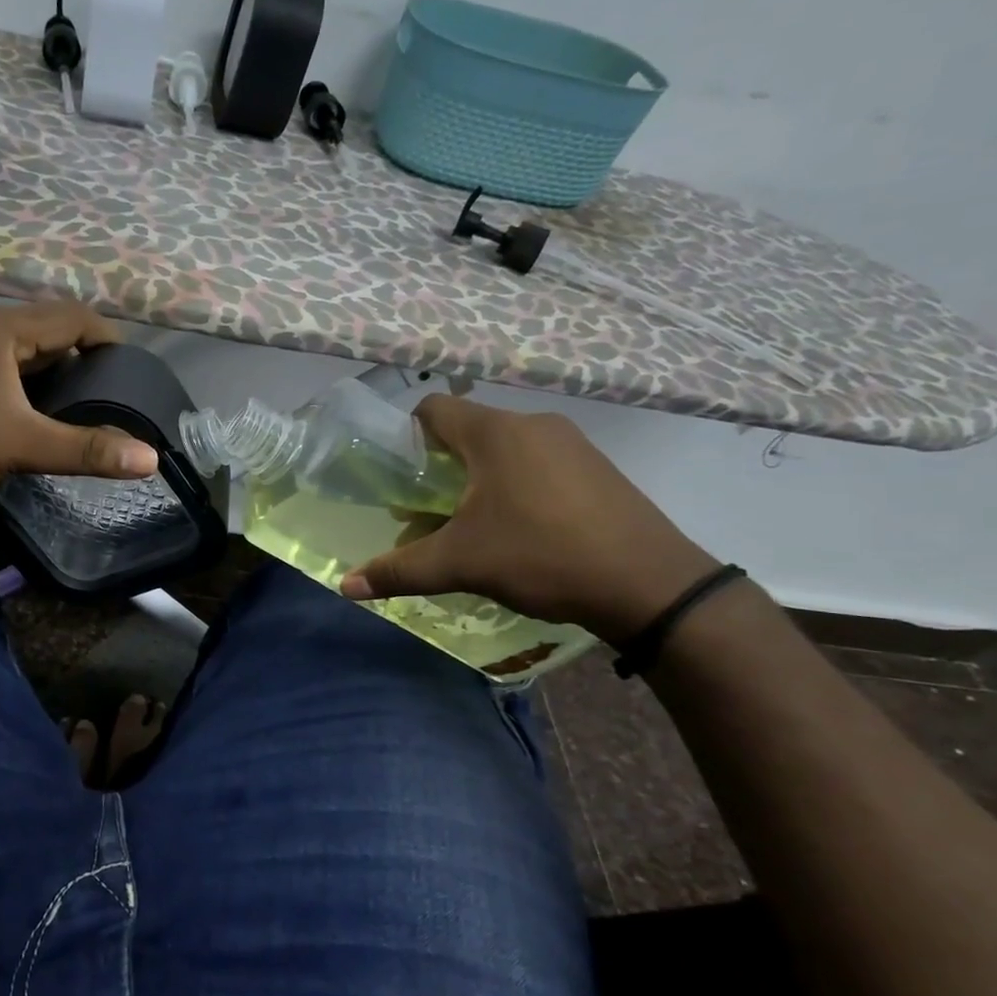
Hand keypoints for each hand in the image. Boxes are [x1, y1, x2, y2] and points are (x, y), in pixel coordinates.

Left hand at [0, 301, 157, 520]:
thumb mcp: (20, 445)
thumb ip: (86, 449)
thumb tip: (149, 459)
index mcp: (1, 329)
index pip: (73, 317)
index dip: (109, 340)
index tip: (136, 374)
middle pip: (51, 333)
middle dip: (87, 360)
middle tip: (118, 396)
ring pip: (28, 356)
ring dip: (60, 377)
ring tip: (91, 410)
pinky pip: (8, 375)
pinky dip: (34, 391)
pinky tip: (48, 420)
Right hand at [340, 396, 718, 642]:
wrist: (651, 585)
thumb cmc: (541, 556)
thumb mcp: (460, 563)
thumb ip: (399, 569)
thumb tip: (345, 586)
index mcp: (495, 432)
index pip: (432, 409)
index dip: (406, 436)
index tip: (399, 477)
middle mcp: (533, 424)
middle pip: (467, 431)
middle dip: (440, 468)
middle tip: (427, 510)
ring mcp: (572, 444)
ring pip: (504, 449)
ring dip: (478, 479)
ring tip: (471, 526)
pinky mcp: (597, 468)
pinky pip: (538, 464)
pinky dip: (515, 486)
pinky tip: (520, 530)